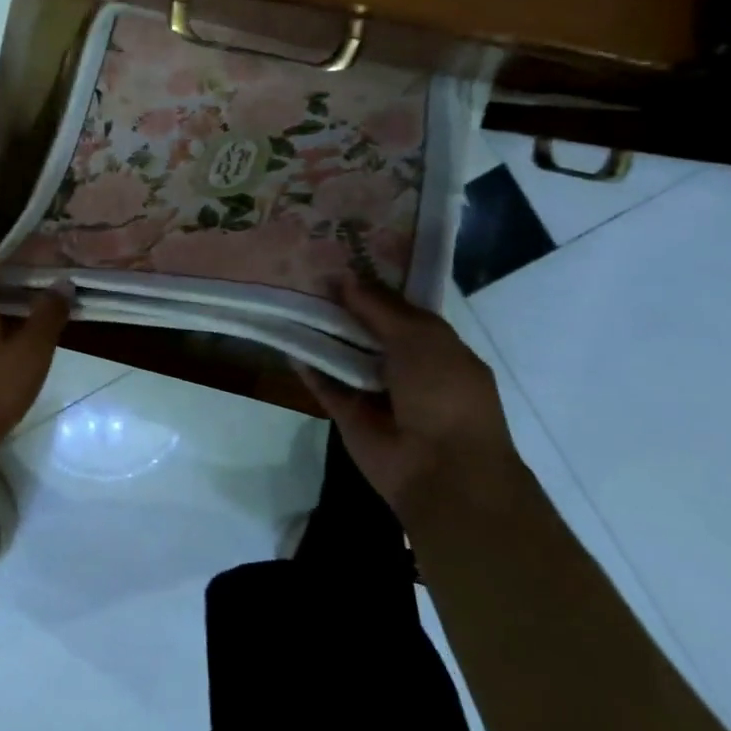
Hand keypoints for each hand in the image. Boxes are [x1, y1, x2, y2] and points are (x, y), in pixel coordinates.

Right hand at [301, 280, 522, 524]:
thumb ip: (379, 307)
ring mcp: (376, 392)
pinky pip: (324, 384)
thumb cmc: (445, 394)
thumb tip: (343, 277)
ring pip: (342, 355)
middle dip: (342, 306)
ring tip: (289, 299)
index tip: (341, 260)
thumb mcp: (420, 338)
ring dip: (321, 333)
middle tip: (306, 274)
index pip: (400, 310)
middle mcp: (406, 367)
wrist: (442, 470)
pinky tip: (286, 342)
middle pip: (367, 330)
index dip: (373, 287)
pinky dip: (307, 366)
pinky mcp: (350, 414)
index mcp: (435, 347)